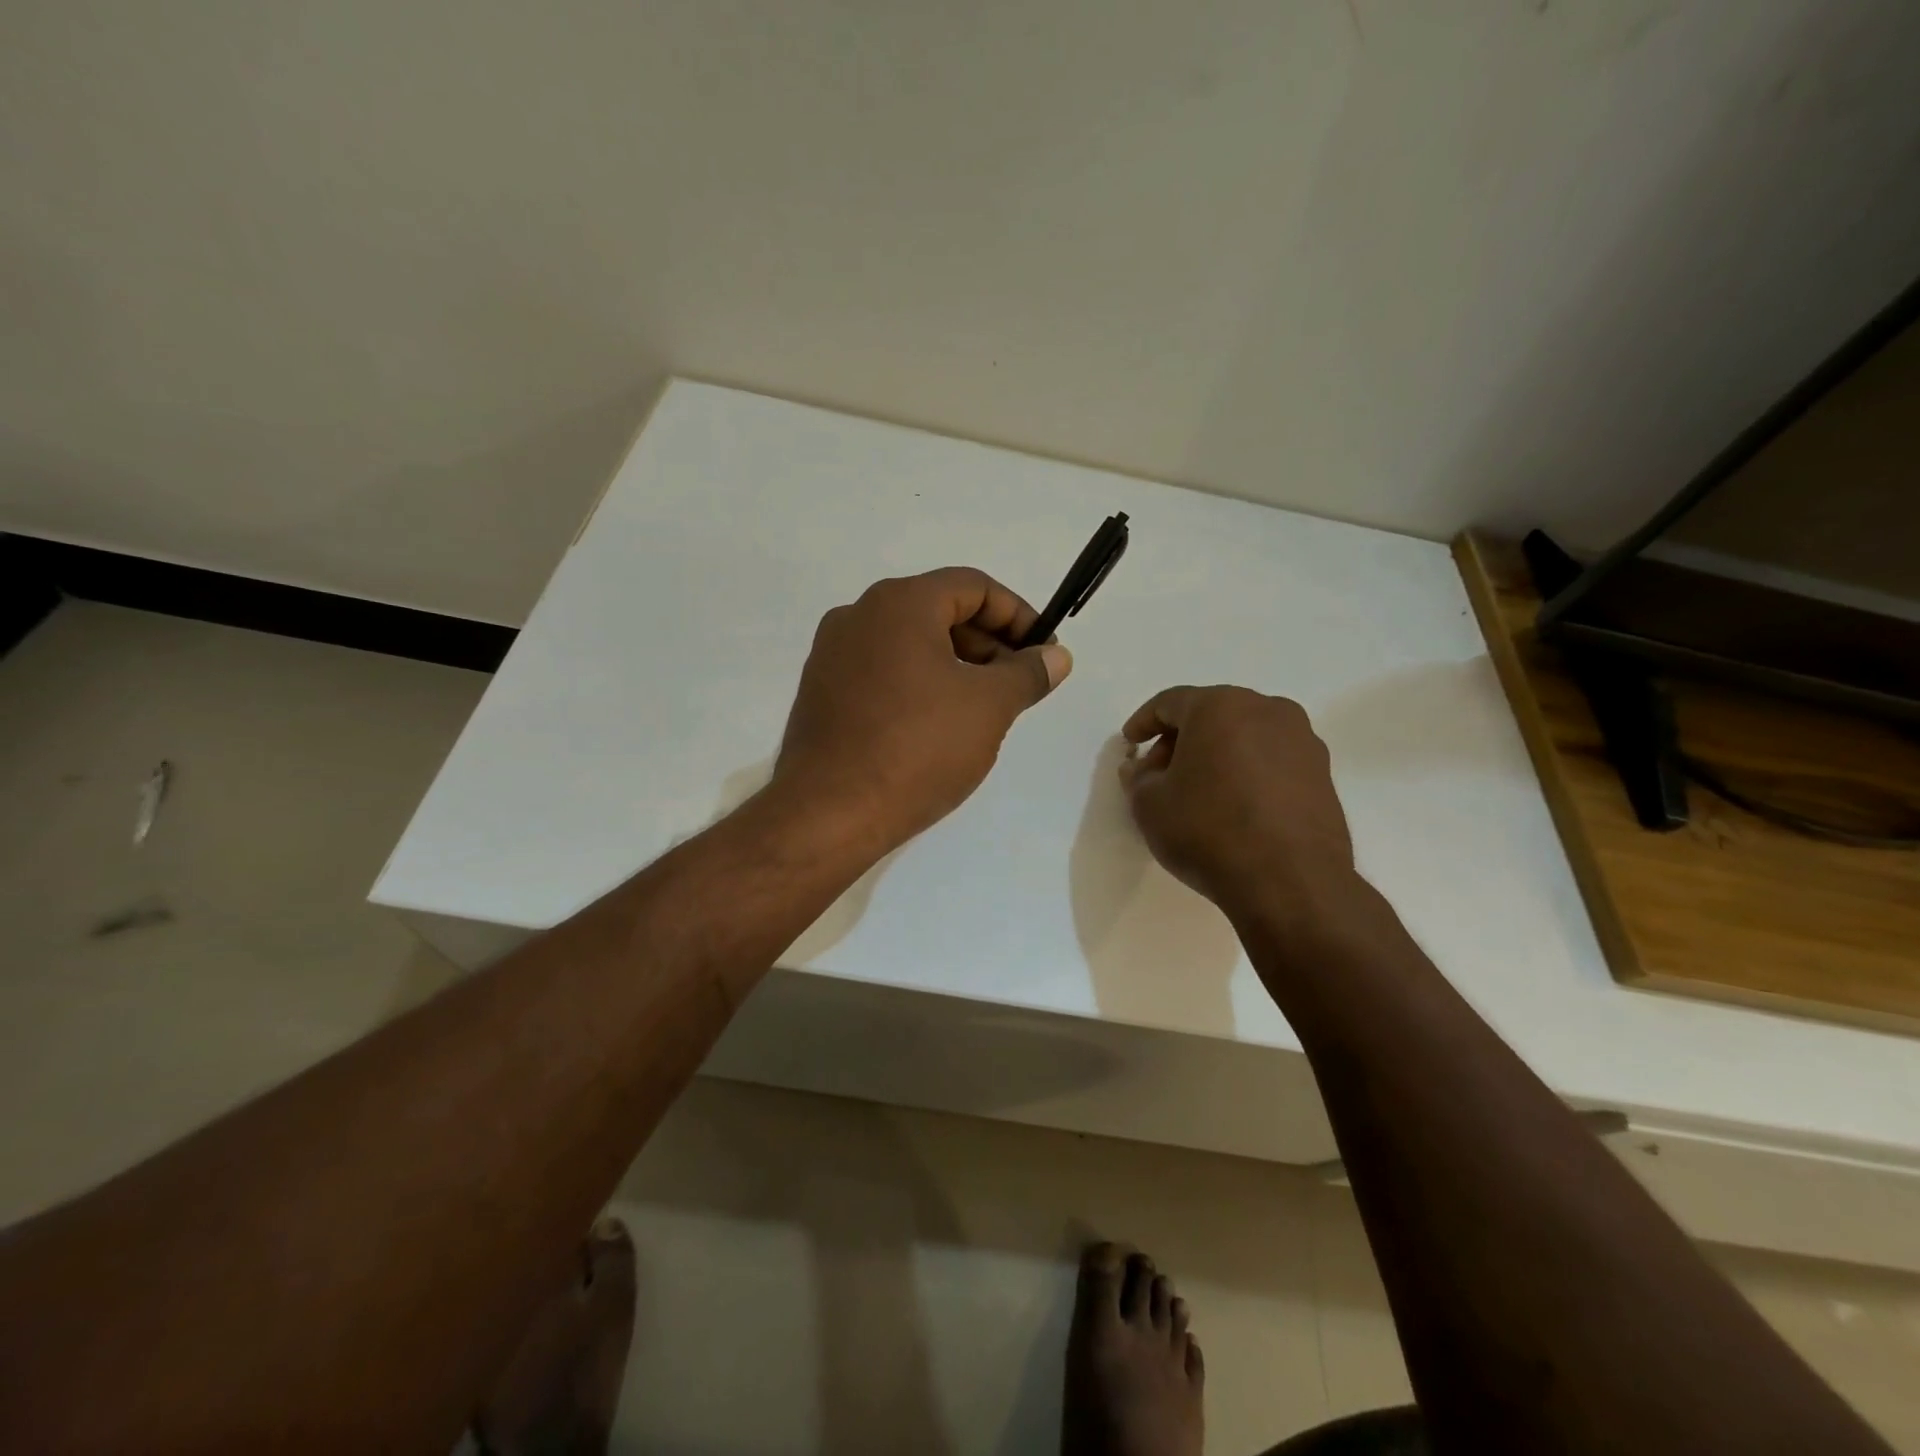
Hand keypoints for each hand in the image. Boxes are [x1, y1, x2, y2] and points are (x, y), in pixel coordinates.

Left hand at [773, 568, 1072, 854]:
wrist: (828, 813)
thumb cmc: (918, 749)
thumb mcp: (988, 707)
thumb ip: (1028, 673)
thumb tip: (1056, 657)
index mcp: (899, 603)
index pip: (973, 586)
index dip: (1018, 614)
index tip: (1043, 652)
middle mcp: (858, 615)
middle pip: (939, 611)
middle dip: (988, 643)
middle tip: (1018, 684)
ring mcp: (833, 654)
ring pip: (910, 643)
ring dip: (955, 665)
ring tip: (984, 708)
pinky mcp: (822, 691)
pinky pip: (882, 671)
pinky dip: (919, 683)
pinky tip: (938, 725)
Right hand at [1119, 685, 1354, 919]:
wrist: (1290, 882)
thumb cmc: (1208, 830)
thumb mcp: (1150, 805)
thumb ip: (1138, 778)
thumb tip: (1141, 769)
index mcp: (1220, 706)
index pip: (1170, 702)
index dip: (1144, 722)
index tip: (1130, 744)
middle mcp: (1267, 710)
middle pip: (1211, 714)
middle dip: (1180, 740)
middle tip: (1159, 773)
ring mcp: (1302, 741)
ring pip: (1245, 735)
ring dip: (1216, 755)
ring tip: (1198, 792)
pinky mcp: (1323, 774)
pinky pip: (1272, 760)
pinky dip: (1247, 772)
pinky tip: (1234, 806)